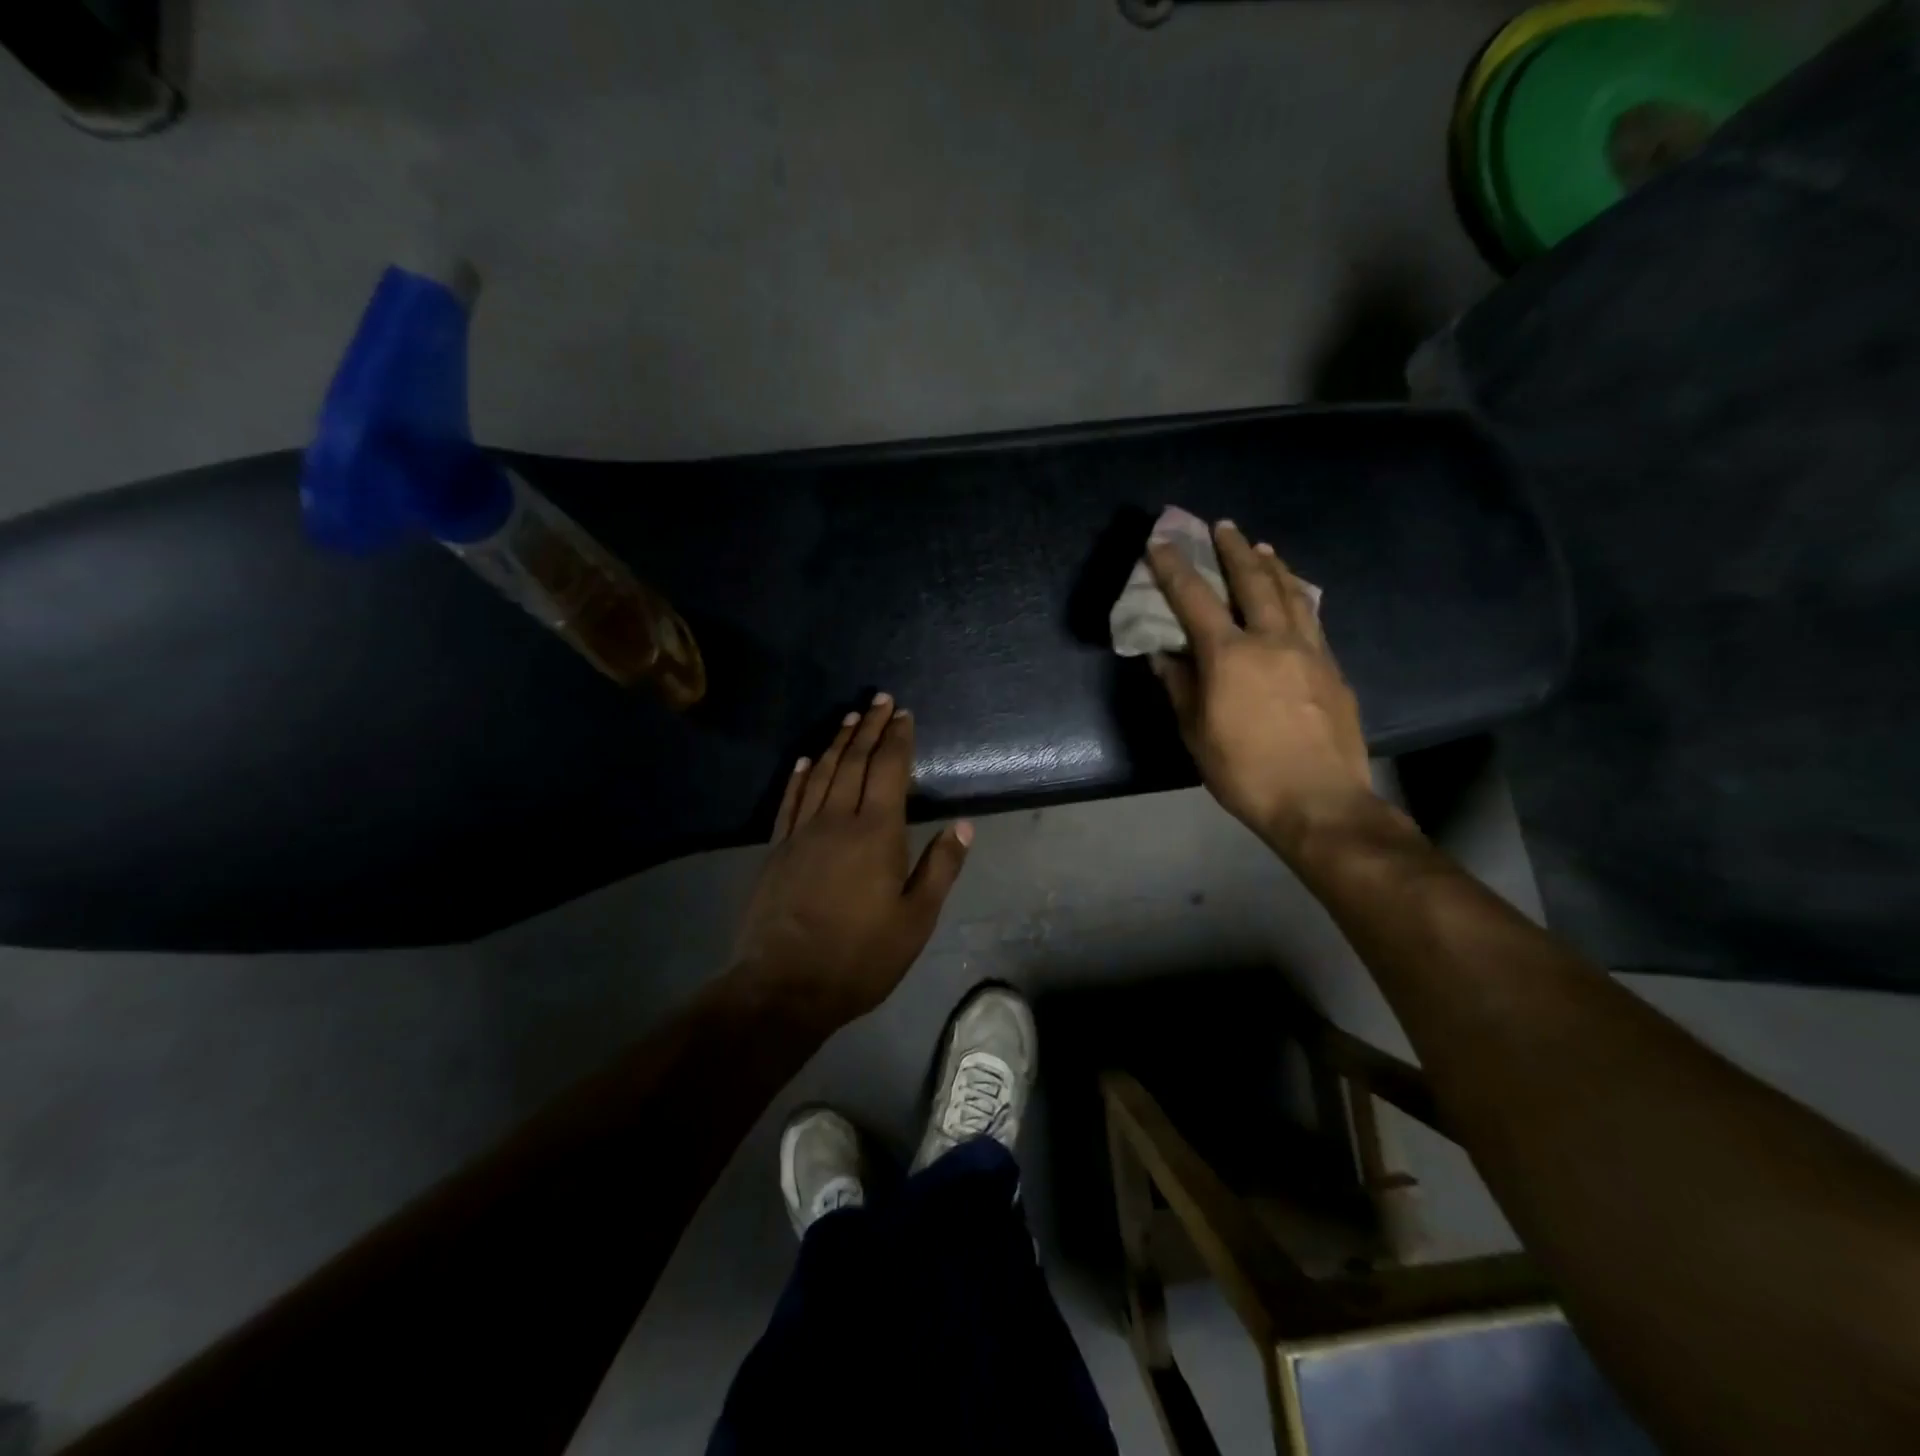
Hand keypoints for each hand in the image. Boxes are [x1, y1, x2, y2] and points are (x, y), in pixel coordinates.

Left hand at [733, 694, 971, 1028]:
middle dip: (869, 727)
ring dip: (837, 742)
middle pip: (854, 761)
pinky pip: (790, 799)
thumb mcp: (915, 920)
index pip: (889, 770)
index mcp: (876, 834)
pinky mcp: (776, 848)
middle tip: (879, 700)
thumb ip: (939, 869)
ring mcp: (801, 832)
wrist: (784, 985)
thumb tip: (963, 826)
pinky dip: (800, 775)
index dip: (897, 739)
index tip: (903, 714)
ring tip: (849, 718)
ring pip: (821, 773)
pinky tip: (805, 760)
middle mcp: (837, 820)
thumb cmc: (860, 957)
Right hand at [1147, 520, 1374, 858]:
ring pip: (1291, 593)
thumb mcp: (1196, 732)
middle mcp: (1271, 640)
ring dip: (1272, 565)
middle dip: (1234, 549)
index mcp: (1230, 655)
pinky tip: (1296, 595)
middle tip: (1223, 525)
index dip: (1174, 568)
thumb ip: (1179, 687)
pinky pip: (1312, 618)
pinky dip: (1298, 596)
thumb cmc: (1245, 771)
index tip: (1161, 541)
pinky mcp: (1332, 668)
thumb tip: (1163, 655)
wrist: (1319, 801)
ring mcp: (1309, 651)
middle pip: (1252, 581)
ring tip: (1262, 547)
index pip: (1194, 599)